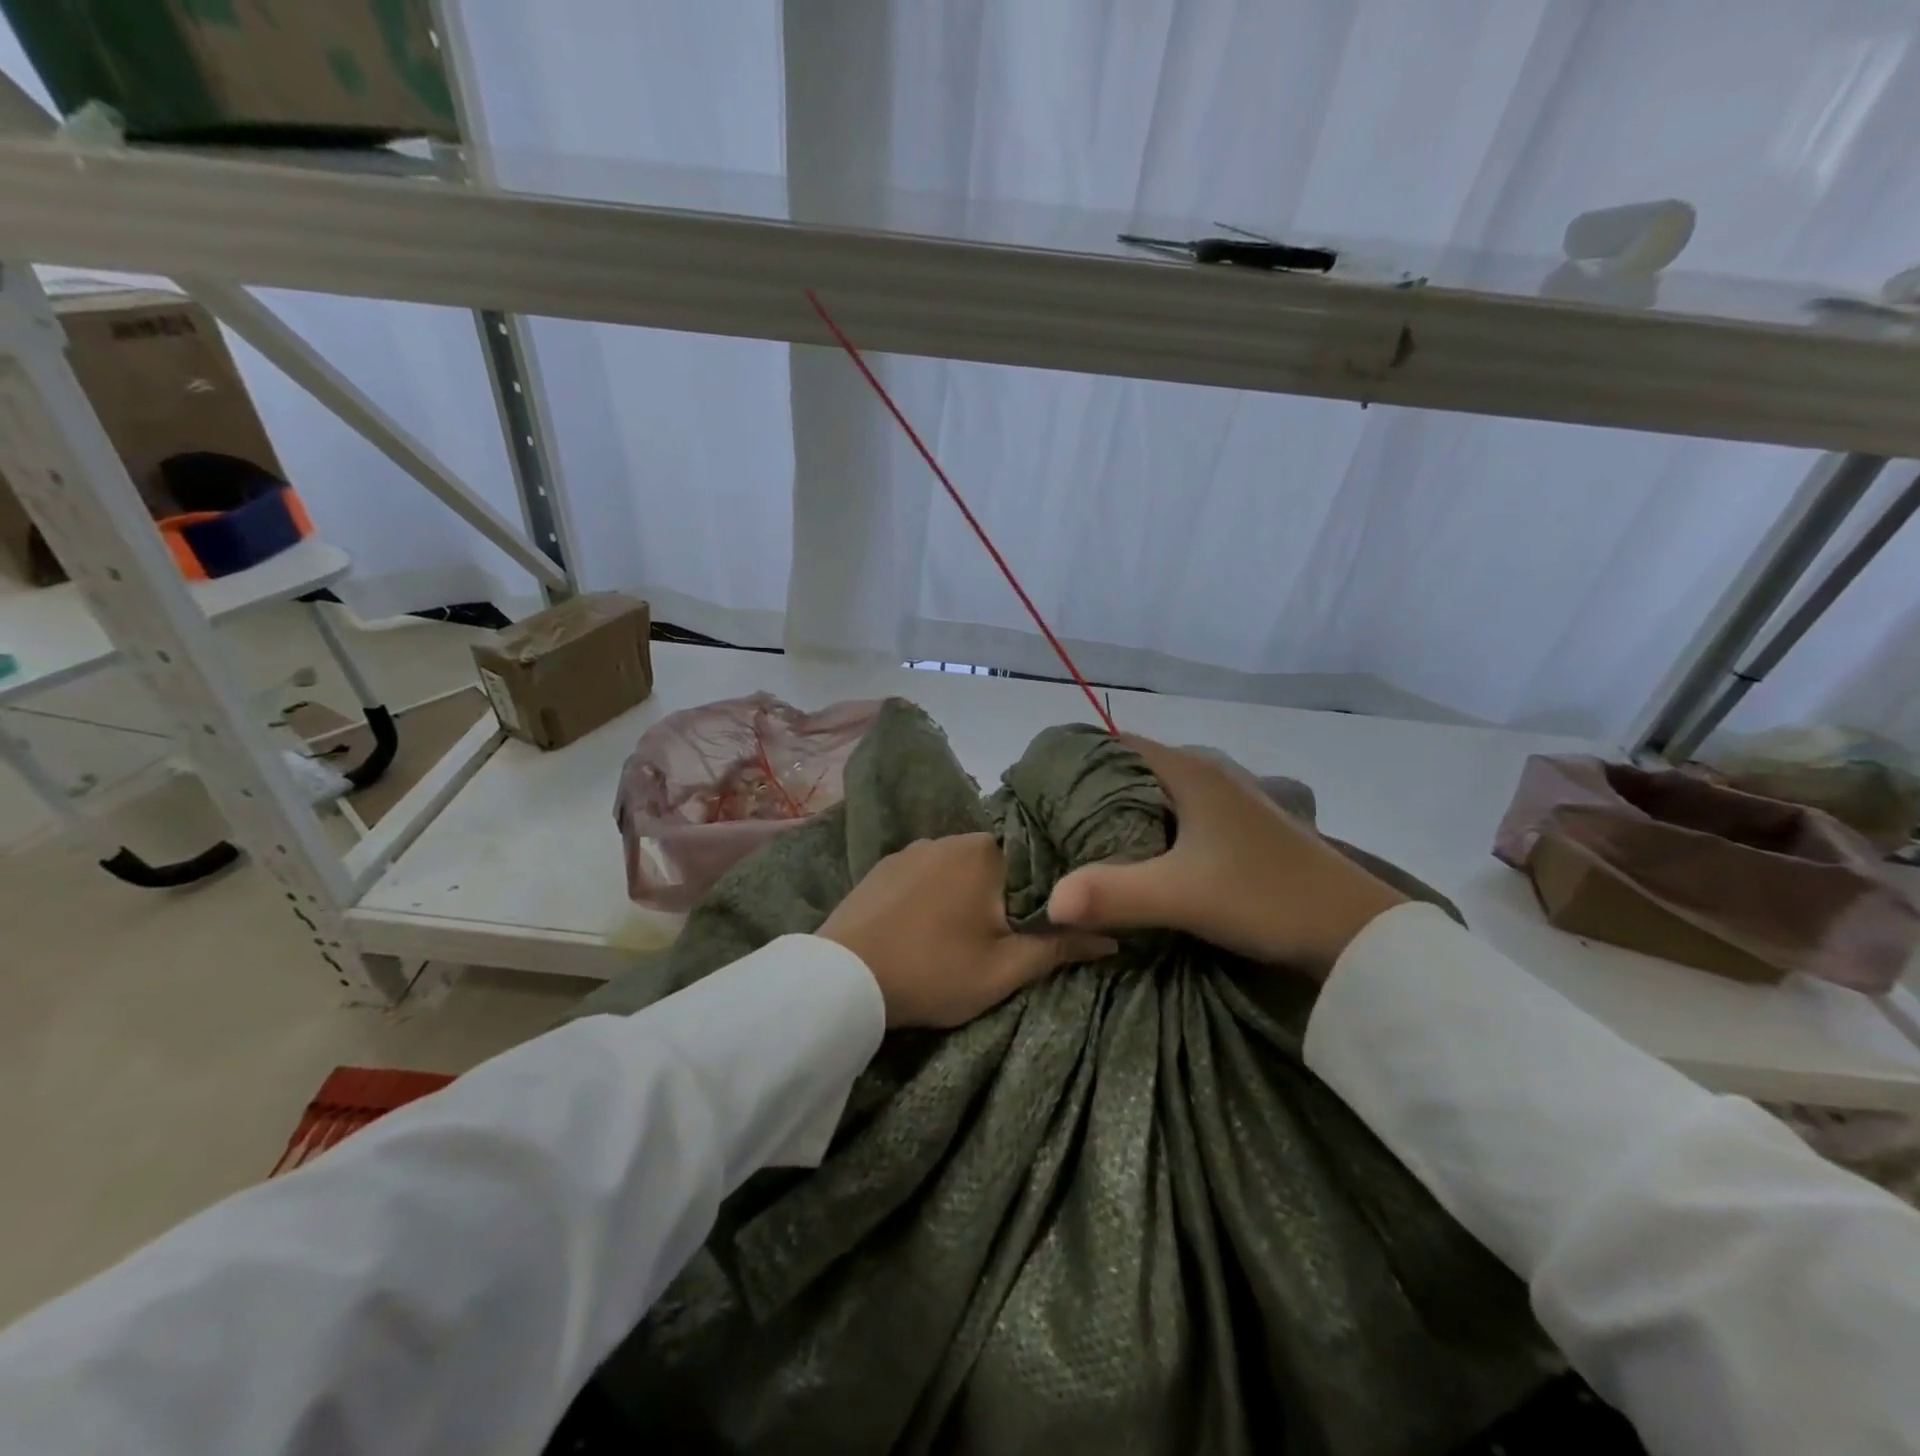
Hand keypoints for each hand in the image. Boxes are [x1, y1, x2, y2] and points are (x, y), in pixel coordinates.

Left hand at [820, 833, 1116, 1027]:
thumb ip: (1058, 948)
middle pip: (995, 863)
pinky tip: (925, 926)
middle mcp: (948, 837)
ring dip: (966, 895)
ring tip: (962, 935)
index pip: (1034, 859)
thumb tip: (1112, 937)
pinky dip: (932, 895)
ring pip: (957, 868)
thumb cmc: (933, 971)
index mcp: (985, 851)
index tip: (1047, 920)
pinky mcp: (881, 867)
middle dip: (1005, 895)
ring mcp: (910, 850)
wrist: (843, 979)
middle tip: (1005, 937)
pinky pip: (923, 875)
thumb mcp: (1003, 971)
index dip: (1045, 892)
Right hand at [1046, 735, 1405, 977]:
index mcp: (1190, 771)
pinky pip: (1181, 815)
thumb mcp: (1182, 895)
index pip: (1116, 743)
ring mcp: (1230, 801)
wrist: (1355, 932)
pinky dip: (1153, 828)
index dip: (1076, 760)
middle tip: (1053, 820)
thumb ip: (1112, 894)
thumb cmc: (1265, 895)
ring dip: (1125, 811)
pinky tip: (1141, 858)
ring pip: (1159, 793)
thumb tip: (1048, 902)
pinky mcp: (1243, 830)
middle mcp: (1209, 774)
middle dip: (1093, 790)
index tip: (1039, 787)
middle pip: (1135, 768)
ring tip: (1085, 841)